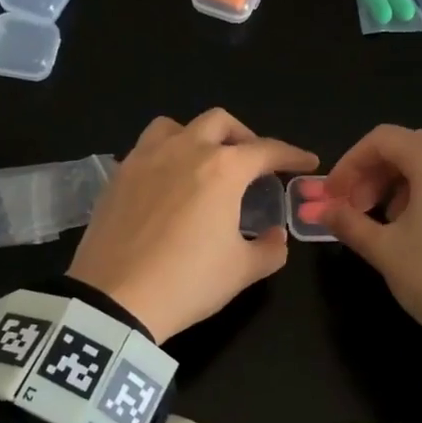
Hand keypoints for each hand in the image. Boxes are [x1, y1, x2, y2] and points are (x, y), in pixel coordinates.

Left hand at [69, 109, 318, 342]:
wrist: (114, 299)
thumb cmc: (188, 282)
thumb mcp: (242, 271)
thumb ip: (270, 249)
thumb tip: (274, 235)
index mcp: (222, 169)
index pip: (266, 150)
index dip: (292, 155)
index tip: (307, 162)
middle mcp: (184, 150)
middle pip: (219, 123)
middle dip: (244, 137)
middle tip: (252, 163)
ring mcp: (144, 159)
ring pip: (176, 126)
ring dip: (198, 136)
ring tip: (204, 163)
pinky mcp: (117, 176)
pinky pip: (145, 149)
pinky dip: (164, 155)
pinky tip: (167, 183)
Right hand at [320, 125, 421, 372]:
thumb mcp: (384, 251)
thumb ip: (347, 221)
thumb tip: (320, 210)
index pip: (383, 140)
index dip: (349, 164)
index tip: (333, 197)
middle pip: (414, 148)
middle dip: (377, 175)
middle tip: (357, 210)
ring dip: (407, 186)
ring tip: (393, 225)